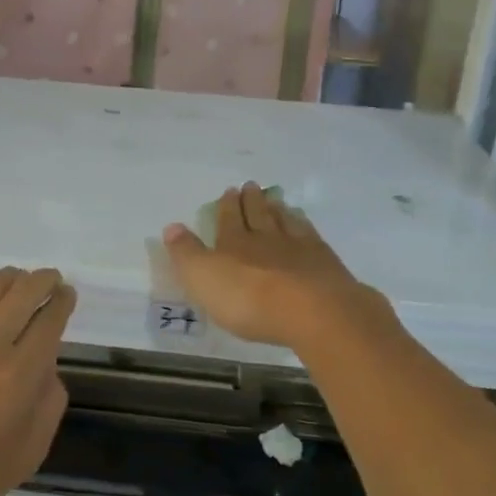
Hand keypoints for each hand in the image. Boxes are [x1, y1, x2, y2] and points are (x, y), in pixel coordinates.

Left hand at [0, 267, 74, 495]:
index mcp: (20, 374)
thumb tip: (47, 363)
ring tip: (18, 280)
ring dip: (11, 277)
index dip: (63, 301)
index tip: (67, 295)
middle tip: (50, 279)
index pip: (50, 319)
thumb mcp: (30, 451)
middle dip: (43, 280)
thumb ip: (50, 401)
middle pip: (24, 291)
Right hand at [163, 182, 389, 351]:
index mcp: (233, 243)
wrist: (312, 310)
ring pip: (284, 221)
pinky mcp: (324, 261)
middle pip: (257, 214)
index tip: (230, 190)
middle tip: (251, 185)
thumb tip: (171, 226)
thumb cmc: (249, 299)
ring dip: (277, 209)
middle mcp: (265, 238)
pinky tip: (303, 222)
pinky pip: (309, 235)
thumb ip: (187, 253)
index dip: (227, 206)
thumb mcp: (203, 279)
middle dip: (251, 200)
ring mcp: (298, 247)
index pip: (228, 219)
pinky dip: (303, 224)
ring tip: (275, 198)